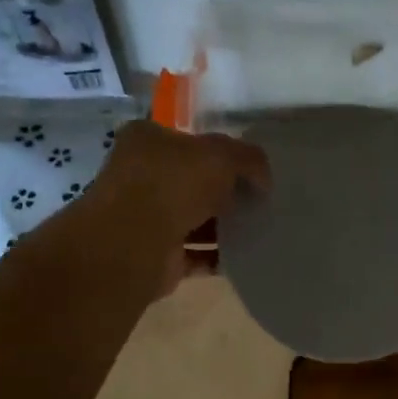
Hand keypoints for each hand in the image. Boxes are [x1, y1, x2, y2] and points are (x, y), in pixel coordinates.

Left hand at [83, 121, 270, 294]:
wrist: (135, 244)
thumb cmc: (173, 184)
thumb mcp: (221, 155)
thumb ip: (248, 158)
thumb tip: (263, 178)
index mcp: (147, 140)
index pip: (189, 140)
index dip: (221, 151)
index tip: (250, 168)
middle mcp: (140, 176)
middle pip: (191, 181)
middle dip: (222, 192)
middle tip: (258, 200)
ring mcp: (144, 218)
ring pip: (192, 219)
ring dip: (221, 227)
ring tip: (257, 229)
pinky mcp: (155, 256)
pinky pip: (193, 255)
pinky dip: (215, 257)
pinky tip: (243, 258)